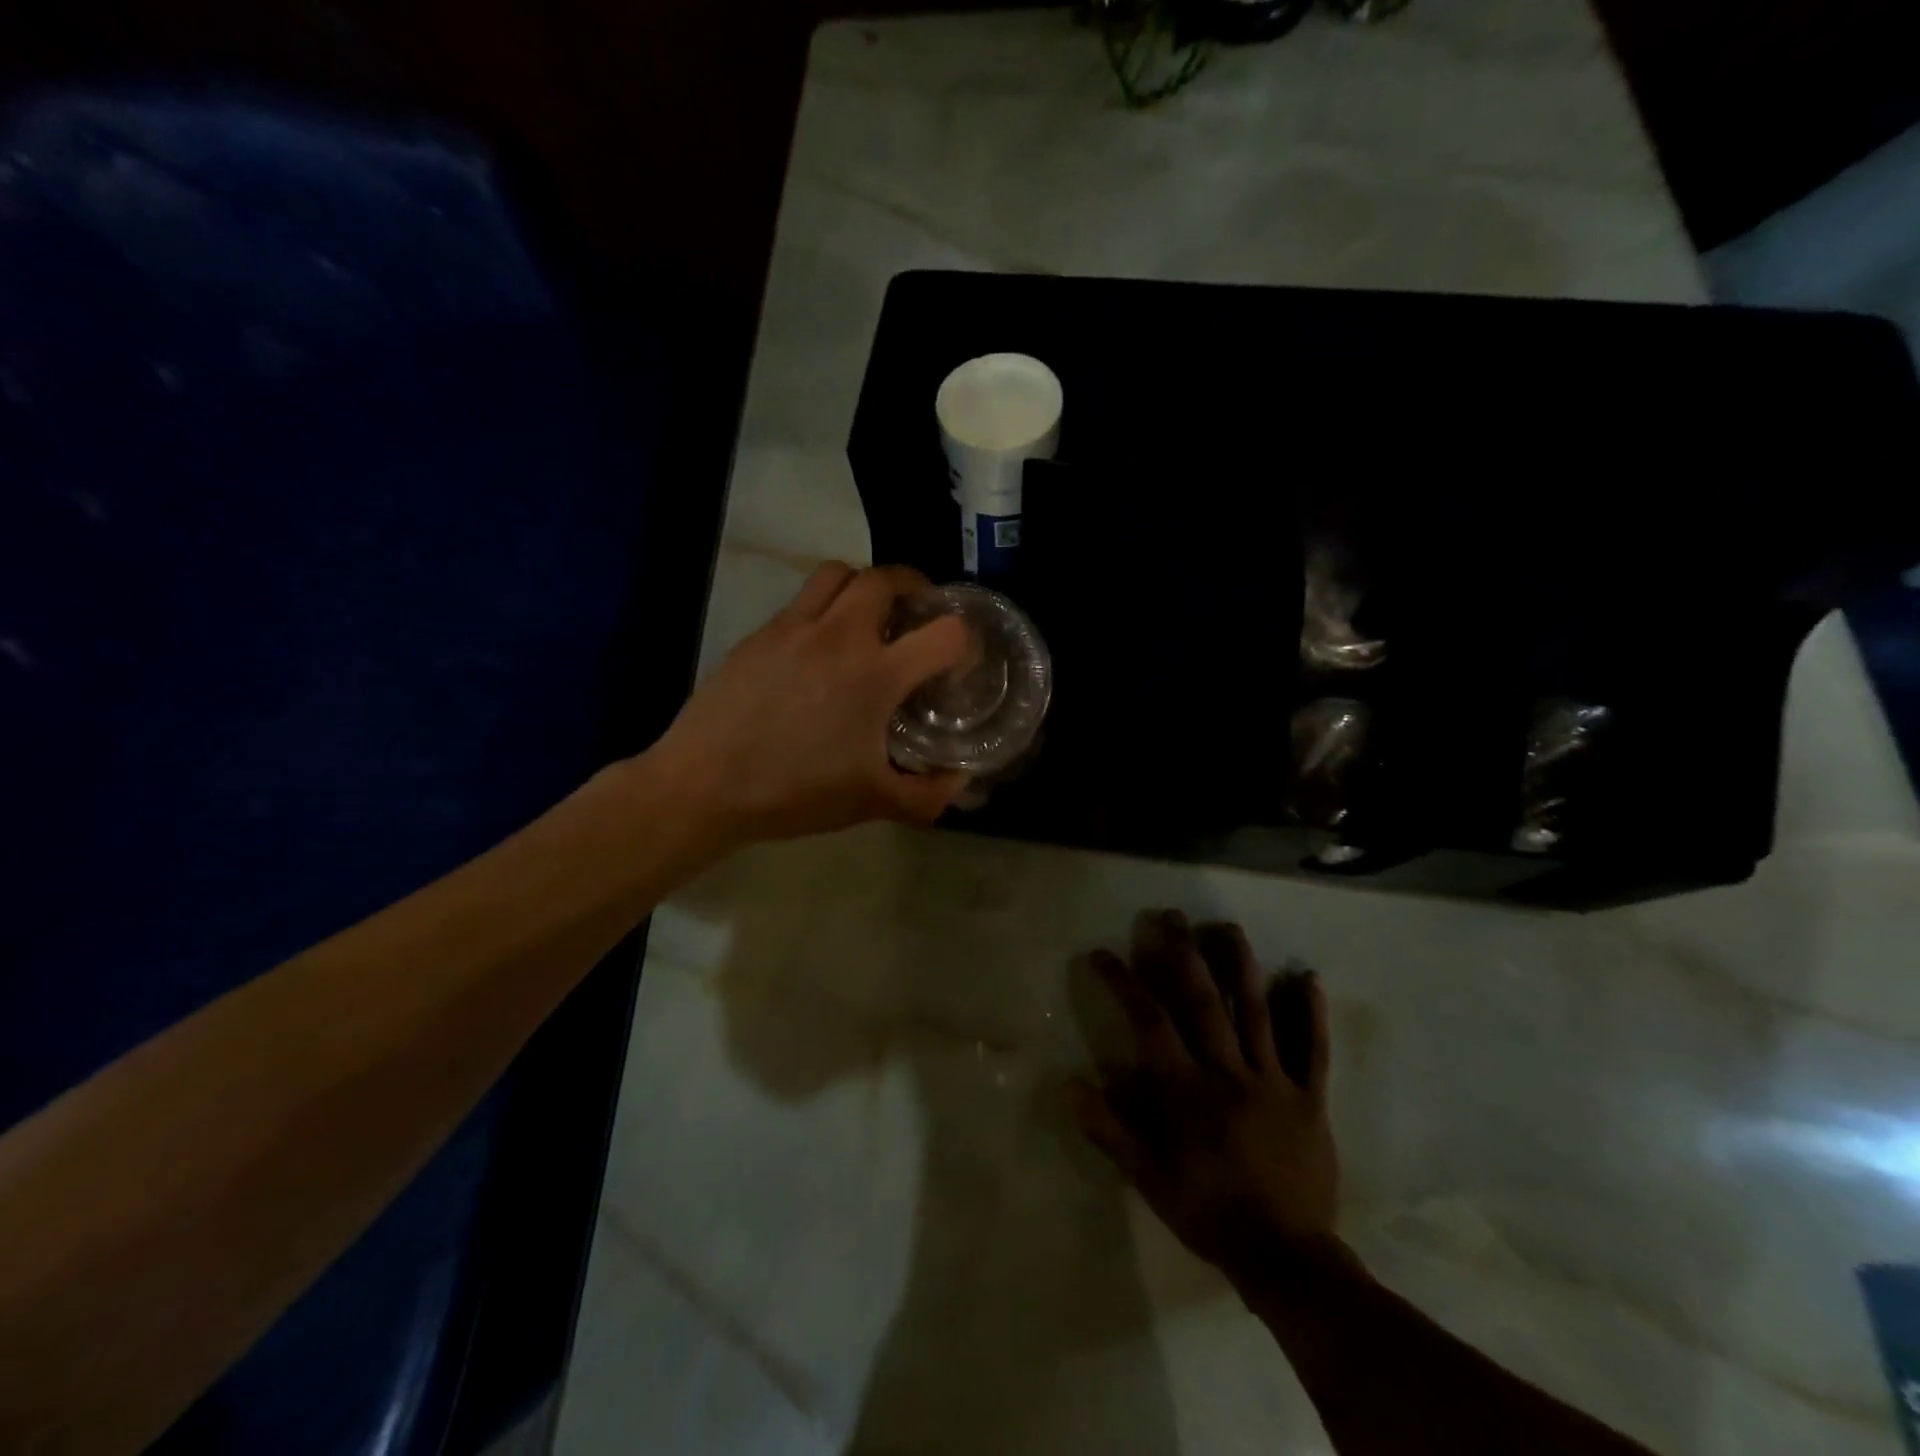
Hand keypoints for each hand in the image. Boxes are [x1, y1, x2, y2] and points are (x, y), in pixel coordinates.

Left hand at [654, 562, 972, 843]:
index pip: (946, 633)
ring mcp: (794, 628)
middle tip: (918, 614)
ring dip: (864, 585)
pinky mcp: (760, 634)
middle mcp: (839, 636)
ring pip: (838, 573)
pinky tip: (819, 648)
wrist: (705, 784)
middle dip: (915, 587)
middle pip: (887, 578)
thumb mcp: (872, 803)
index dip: (966, 643)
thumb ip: (928, 795)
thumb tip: (961, 781)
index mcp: (876, 674)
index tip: (959, 662)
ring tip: (869, 616)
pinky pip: (801, 600)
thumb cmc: (794, 793)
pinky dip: (824, 608)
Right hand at [1070, 910, 1342, 1284]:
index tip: (1102, 954)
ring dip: (1242, 966)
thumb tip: (1066, 1085)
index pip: (1149, 1021)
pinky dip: (1311, 1013)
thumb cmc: (1208, 1213)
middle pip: (1204, 1001)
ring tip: (1228, 927)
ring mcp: (1274, 1081)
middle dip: (1183, 953)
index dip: (1124, 982)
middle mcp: (1228, 1072)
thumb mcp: (1148, 1178)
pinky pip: (1313, 1050)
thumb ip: (1109, 1129)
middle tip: (1171, 915)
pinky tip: (1308, 977)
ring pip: (1258, 1012)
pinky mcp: (1310, 1098)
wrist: (1287, 1258)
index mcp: (1187, 1089)